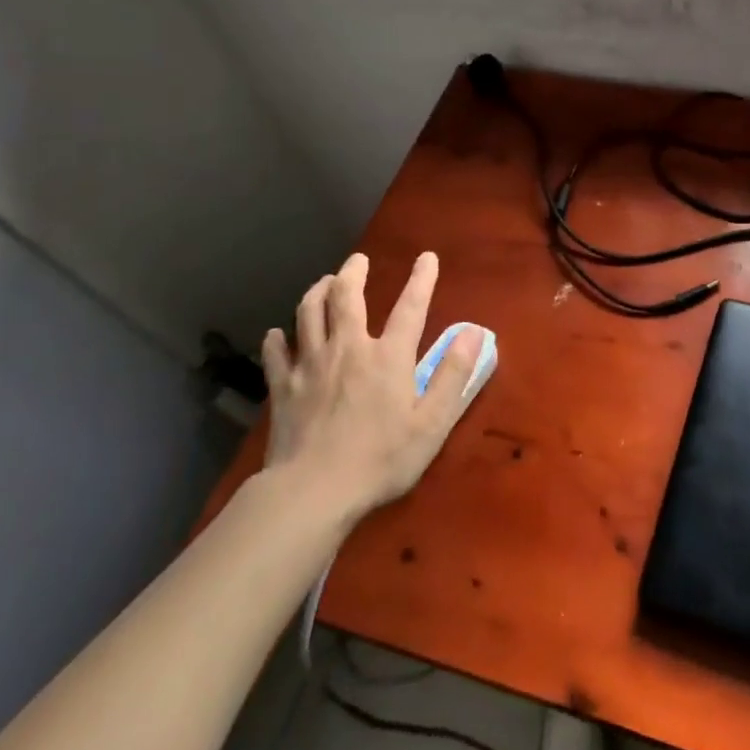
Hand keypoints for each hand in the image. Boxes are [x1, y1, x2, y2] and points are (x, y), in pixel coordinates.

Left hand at [259, 251, 478, 528]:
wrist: (313, 491)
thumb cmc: (381, 459)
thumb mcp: (432, 422)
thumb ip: (453, 375)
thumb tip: (473, 332)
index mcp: (388, 357)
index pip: (410, 307)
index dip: (421, 279)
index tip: (427, 257)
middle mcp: (348, 349)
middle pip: (346, 298)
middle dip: (353, 273)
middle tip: (358, 260)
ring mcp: (310, 366)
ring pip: (308, 314)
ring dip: (316, 292)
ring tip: (324, 282)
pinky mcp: (283, 388)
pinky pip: (276, 354)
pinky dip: (277, 339)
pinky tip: (277, 334)